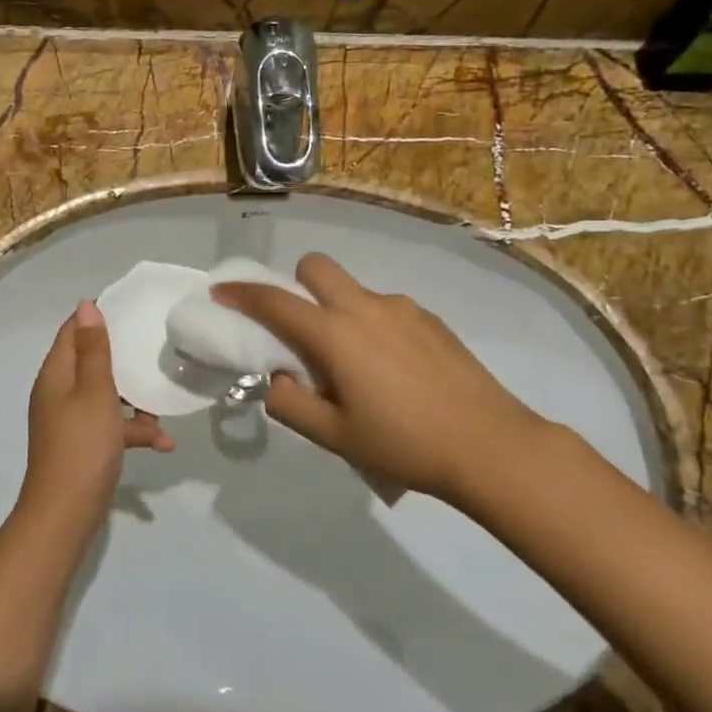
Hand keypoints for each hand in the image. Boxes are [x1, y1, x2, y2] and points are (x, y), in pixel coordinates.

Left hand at [23, 301, 174, 519]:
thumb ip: (94, 349)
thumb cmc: (82, 445)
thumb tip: (86, 305)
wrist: (65, 513)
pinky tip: (164, 444)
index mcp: (56, 374)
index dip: (98, 317)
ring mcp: (71, 420)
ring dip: (135, 400)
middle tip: (156, 347)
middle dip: (125, 358)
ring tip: (163, 407)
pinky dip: (133, 431)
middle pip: (92, 362)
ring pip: (107, 395)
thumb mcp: (94, 392)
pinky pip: (111, 426)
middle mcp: (60, 392)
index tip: (132, 308)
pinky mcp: (84, 444)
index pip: (73, 331)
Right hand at [211, 254, 554, 502]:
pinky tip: (393, 369)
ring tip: (355, 365)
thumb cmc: (404, 444)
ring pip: (352, 289)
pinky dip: (371, 324)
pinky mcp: (430, 318)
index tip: (221, 292)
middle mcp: (364, 307)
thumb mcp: (334, 436)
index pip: (275, 301)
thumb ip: (290, 404)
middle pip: (315, 267)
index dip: (242, 293)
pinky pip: (384, 308)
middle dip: (295, 284)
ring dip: (337, 309)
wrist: (490, 445)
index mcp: (334, 334)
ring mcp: (401, 308)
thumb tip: (275, 380)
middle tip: (299, 328)